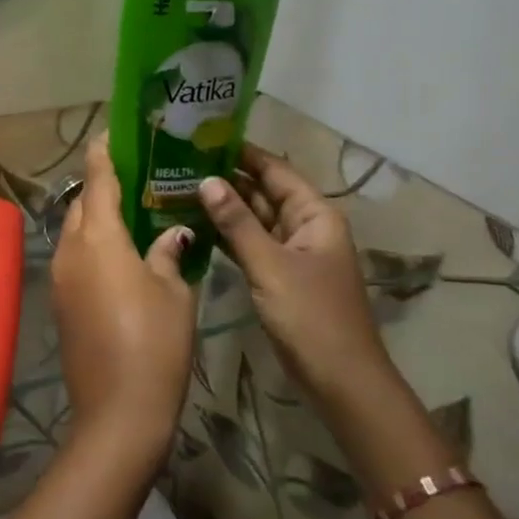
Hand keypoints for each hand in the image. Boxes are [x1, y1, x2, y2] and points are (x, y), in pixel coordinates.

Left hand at [50, 134, 196, 455]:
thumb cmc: (155, 344)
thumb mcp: (174, 292)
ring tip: (131, 214)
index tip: (112, 133)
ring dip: (97, 218)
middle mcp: (71, 250)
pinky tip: (121, 255)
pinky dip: (93, 246)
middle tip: (135, 178)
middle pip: (83, 204)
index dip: (104, 153)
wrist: (118, 412)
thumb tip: (172, 233)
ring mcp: (60, 278)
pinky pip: (75, 258)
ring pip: (76, 231)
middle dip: (102, 186)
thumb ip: (169, 252)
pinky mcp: (60, 303)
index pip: (98, 180)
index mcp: (99, 238)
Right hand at [198, 144, 391, 408]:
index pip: (275, 170)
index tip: (202, 138)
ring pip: (253, 220)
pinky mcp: (279, 276)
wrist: (340, 380)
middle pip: (262, 192)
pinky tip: (194, 227)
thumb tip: (206, 180)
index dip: (242, 153)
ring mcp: (291, 253)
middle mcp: (305, 226)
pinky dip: (226, 236)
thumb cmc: (310, 316)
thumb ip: (236, 223)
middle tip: (180, 164)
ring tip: (178, 188)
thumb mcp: (270, 265)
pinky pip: (250, 245)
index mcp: (314, 215)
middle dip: (226, 179)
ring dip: (223, 208)